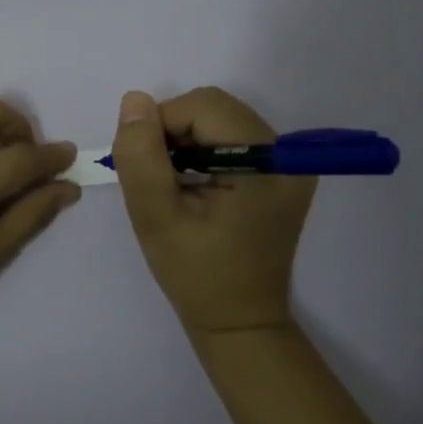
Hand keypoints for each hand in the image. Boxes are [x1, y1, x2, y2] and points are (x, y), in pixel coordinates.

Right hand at [110, 87, 315, 338]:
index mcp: (266, 164)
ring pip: (219, 118)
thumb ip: (141, 157)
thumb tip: (134, 101)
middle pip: (214, 108)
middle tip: (158, 177)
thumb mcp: (155, 218)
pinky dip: (202, 149)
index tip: (144, 166)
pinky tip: (193, 184)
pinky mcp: (281, 171)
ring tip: (174, 183)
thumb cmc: (196, 276)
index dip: (162, 125)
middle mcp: (287, 154)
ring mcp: (288, 163)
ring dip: (186, 140)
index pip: (203, 107)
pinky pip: (231, 136)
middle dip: (174, 131)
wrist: (240, 322)